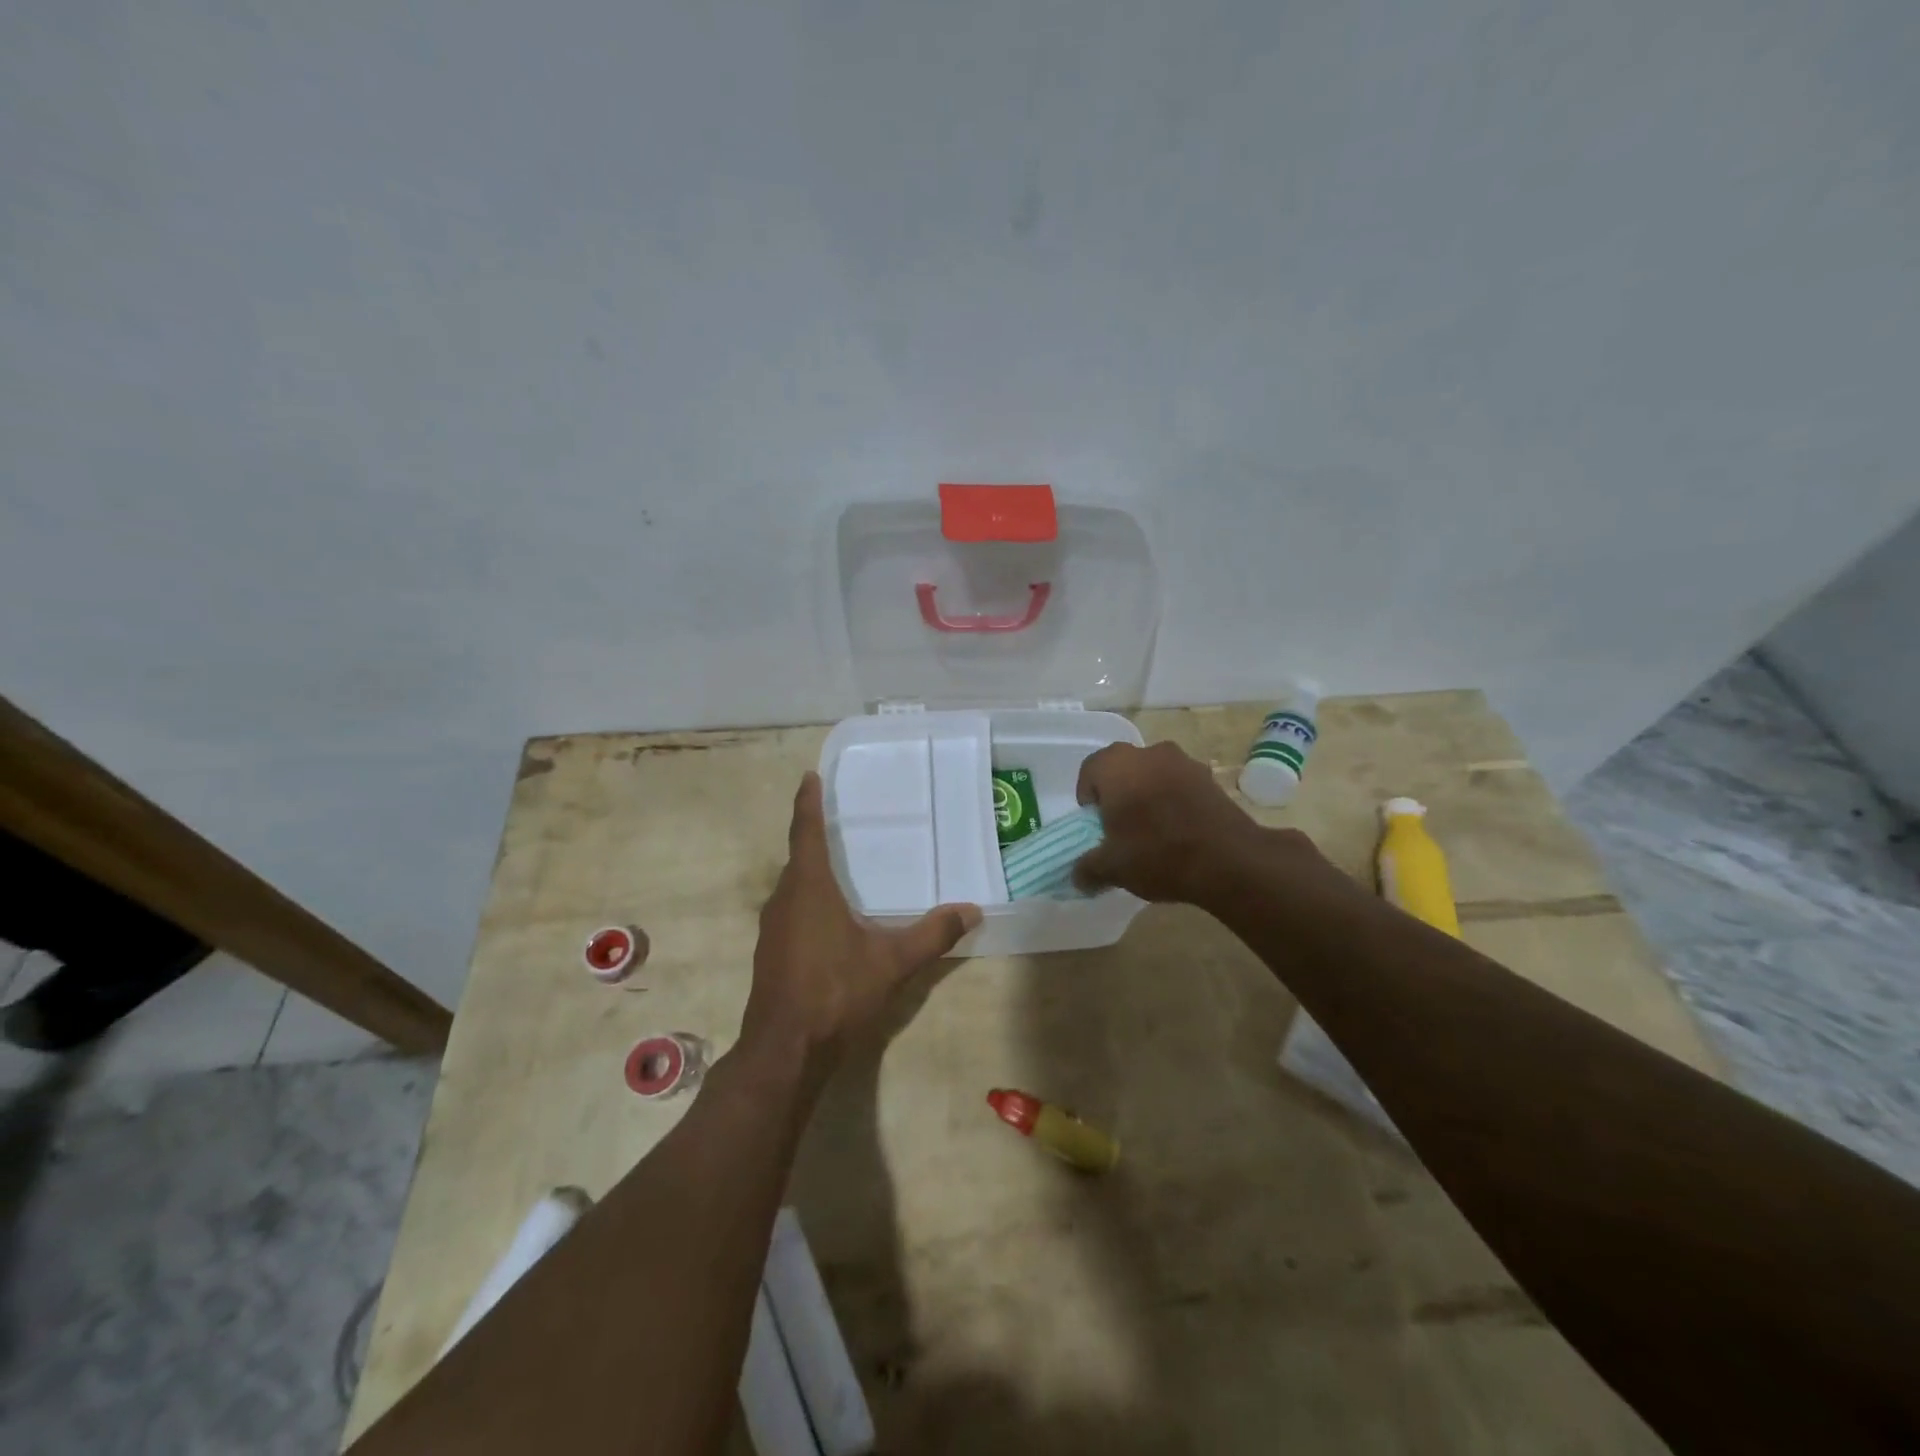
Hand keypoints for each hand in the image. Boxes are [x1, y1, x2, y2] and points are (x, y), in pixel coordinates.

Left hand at [741, 773, 980, 1080]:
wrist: (784, 1049)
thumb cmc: (835, 991)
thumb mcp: (891, 961)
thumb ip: (933, 934)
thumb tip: (972, 910)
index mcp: (808, 888)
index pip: (806, 832)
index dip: (807, 803)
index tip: (808, 777)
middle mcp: (784, 899)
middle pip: (798, 859)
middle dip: (815, 839)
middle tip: (839, 824)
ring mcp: (771, 928)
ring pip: (793, 888)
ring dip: (811, 874)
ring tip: (839, 870)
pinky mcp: (770, 953)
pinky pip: (790, 911)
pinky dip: (807, 902)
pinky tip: (829, 921)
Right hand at [1072, 740, 1294, 903]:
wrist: (1229, 860)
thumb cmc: (1157, 853)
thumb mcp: (1112, 868)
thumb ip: (1087, 869)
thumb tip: (1078, 877)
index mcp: (1116, 765)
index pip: (1089, 771)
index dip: (1088, 799)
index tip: (1096, 826)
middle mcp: (1149, 753)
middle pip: (1122, 770)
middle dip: (1118, 796)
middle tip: (1121, 829)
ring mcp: (1184, 762)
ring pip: (1153, 776)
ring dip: (1148, 796)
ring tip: (1153, 833)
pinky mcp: (1210, 778)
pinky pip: (1180, 786)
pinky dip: (1174, 802)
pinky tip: (1180, 833)